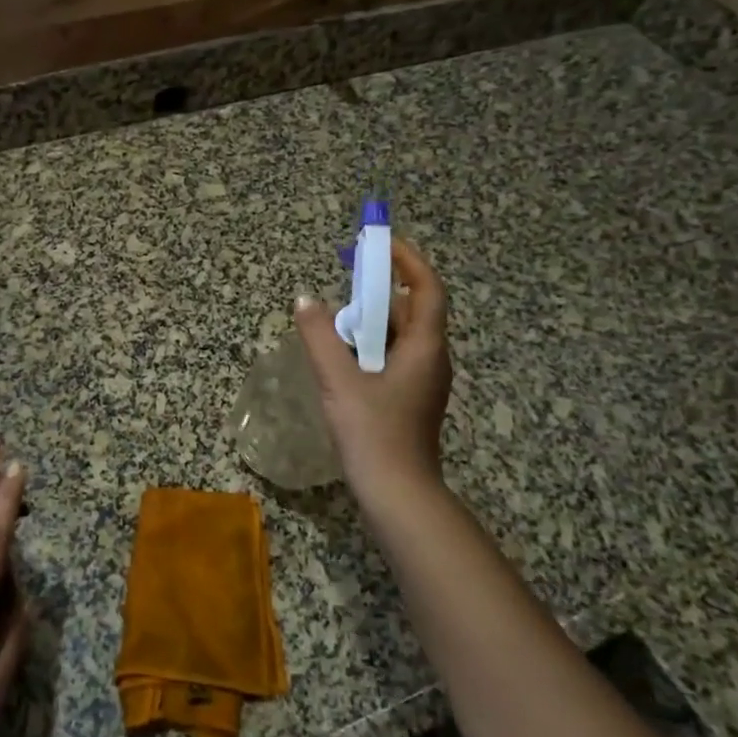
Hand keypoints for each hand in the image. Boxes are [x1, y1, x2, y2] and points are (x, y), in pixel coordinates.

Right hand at [294, 239, 452, 509]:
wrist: (397, 494)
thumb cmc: (373, 433)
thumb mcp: (339, 381)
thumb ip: (320, 337)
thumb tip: (306, 300)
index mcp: (425, 348)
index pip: (426, 289)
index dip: (407, 260)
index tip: (379, 242)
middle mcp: (431, 359)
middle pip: (412, 310)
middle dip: (380, 290)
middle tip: (346, 278)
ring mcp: (423, 382)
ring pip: (400, 337)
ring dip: (371, 320)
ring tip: (336, 318)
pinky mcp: (409, 399)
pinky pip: (392, 358)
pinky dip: (369, 346)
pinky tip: (342, 358)